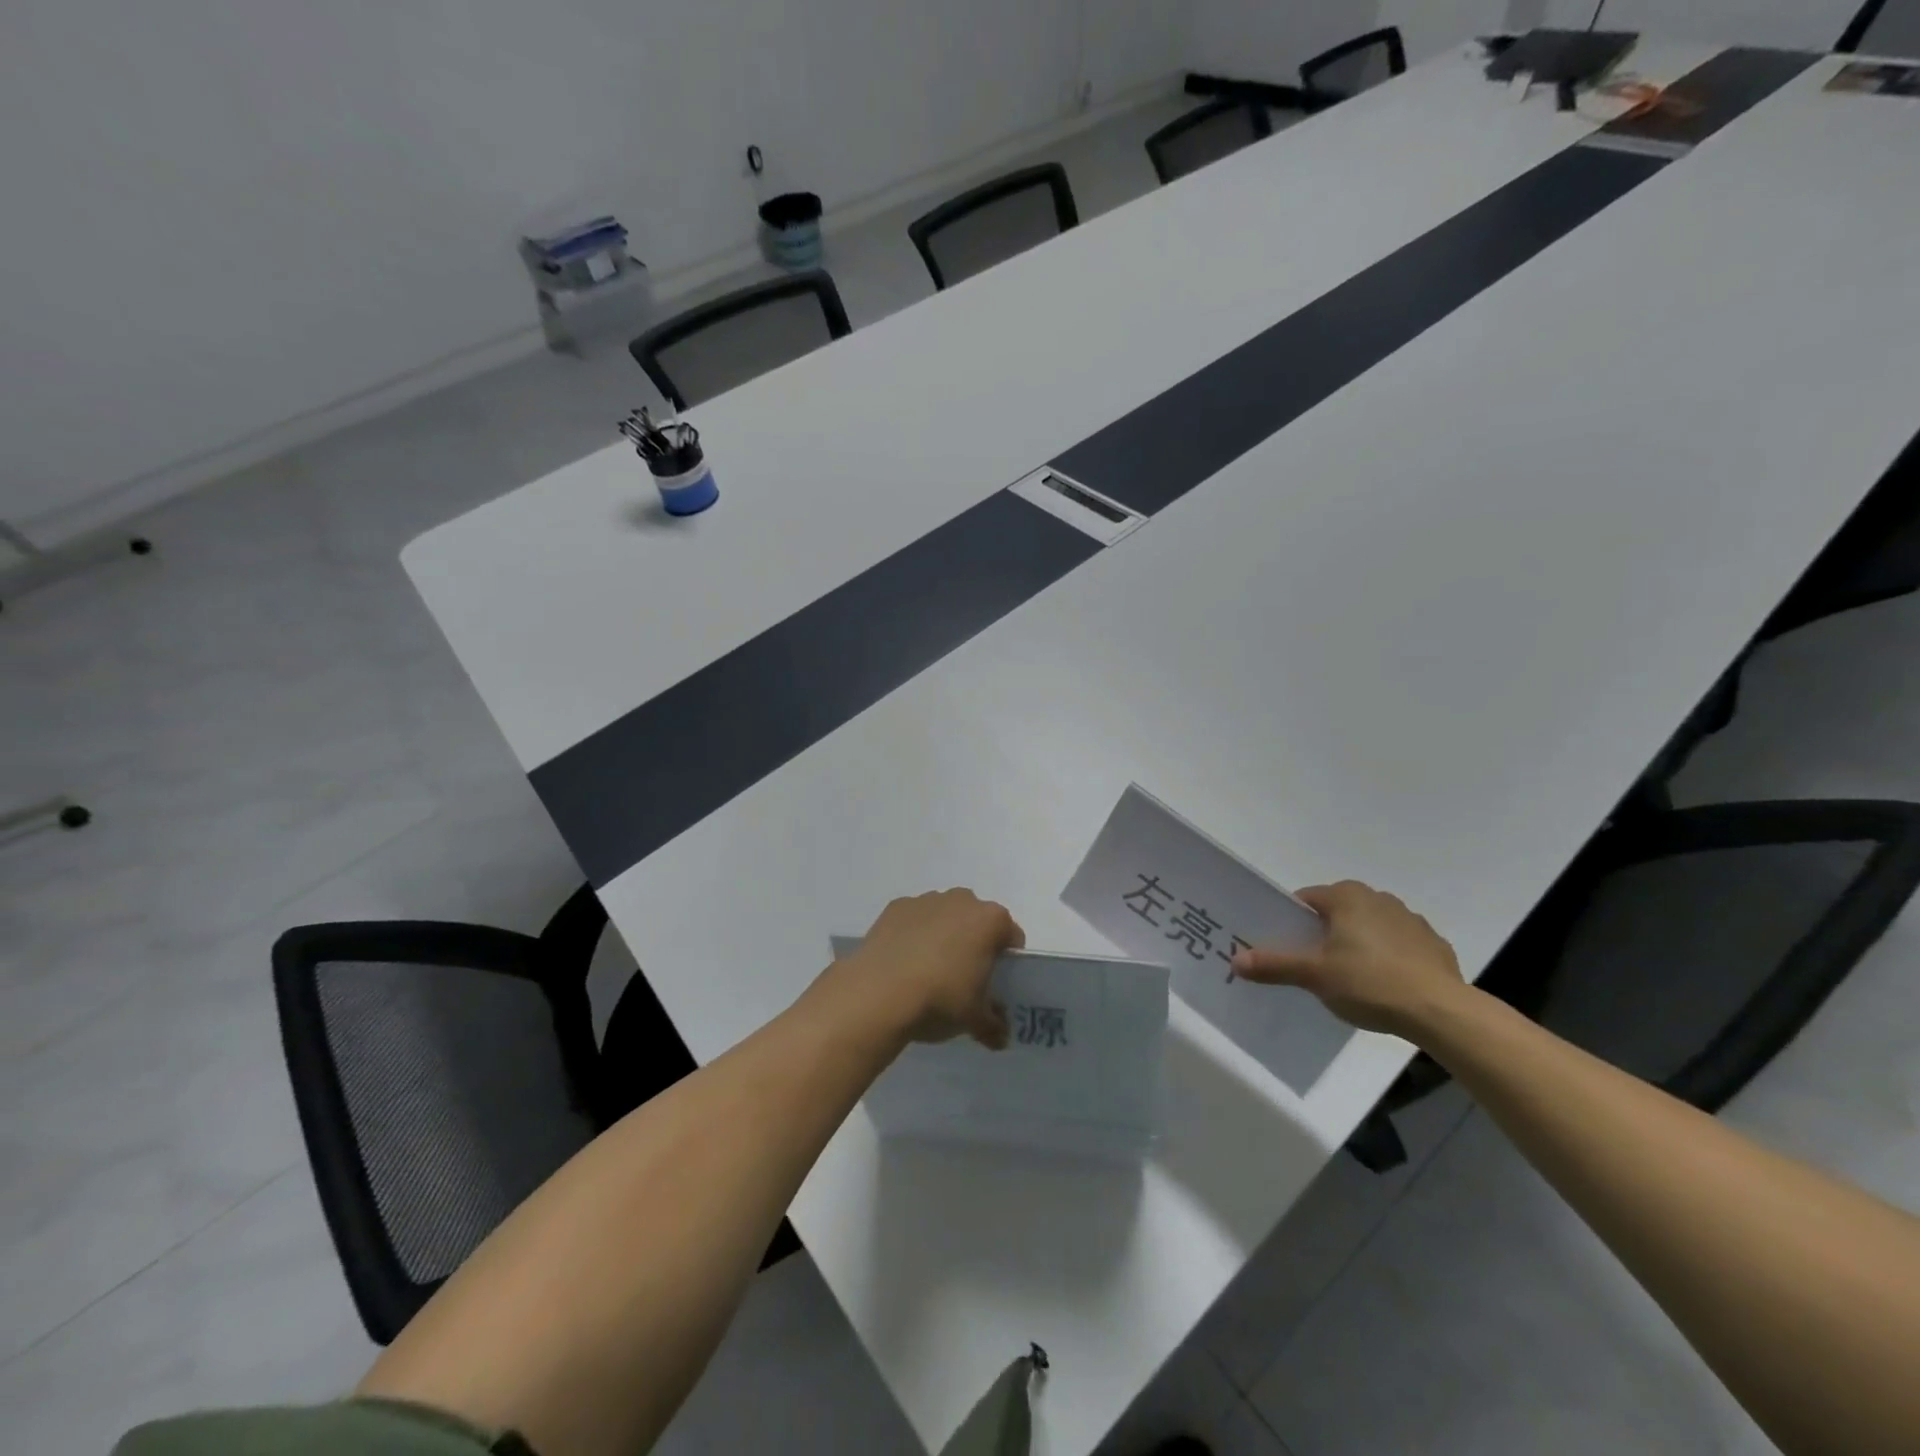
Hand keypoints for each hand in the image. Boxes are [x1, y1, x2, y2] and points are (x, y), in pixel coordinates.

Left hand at [835, 889, 1023, 1048]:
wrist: (878, 993)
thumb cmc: (940, 999)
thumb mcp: (974, 1020)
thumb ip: (994, 1026)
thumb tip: (1000, 1038)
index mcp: (990, 920)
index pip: (1011, 935)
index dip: (1007, 960)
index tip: (995, 982)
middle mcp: (961, 900)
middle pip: (977, 921)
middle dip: (974, 943)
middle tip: (964, 978)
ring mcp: (926, 900)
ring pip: (944, 916)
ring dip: (943, 936)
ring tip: (929, 972)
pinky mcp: (895, 907)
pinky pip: (914, 920)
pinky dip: (913, 935)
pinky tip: (904, 963)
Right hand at [1230, 881, 1464, 1037]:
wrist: (1441, 1012)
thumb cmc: (1369, 982)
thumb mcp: (1313, 975)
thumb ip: (1274, 965)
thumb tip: (1235, 960)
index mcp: (1346, 897)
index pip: (1305, 900)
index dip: (1290, 923)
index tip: (1285, 947)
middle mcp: (1378, 898)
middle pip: (1336, 913)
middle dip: (1322, 935)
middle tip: (1311, 966)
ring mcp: (1410, 920)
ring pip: (1368, 928)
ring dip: (1356, 945)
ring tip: (1348, 979)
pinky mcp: (1433, 945)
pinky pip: (1397, 947)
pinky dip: (1387, 959)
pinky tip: (1383, 986)